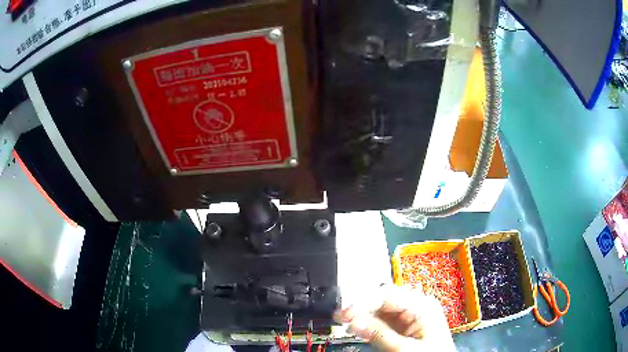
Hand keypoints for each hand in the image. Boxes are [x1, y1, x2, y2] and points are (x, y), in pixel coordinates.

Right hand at [333, 286, 454, 351]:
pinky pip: (384, 319)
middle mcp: (417, 305)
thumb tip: (353, 320)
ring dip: (364, 315)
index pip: (387, 295)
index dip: (363, 303)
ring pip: (381, 309)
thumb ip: (379, 333)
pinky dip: (370, 323)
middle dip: (362, 307)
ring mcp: (411, 315)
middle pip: (384, 299)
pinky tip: (359, 327)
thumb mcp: (403, 348)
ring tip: (346, 323)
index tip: (344, 313)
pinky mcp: (406, 325)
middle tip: (341, 316)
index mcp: (422, 305)